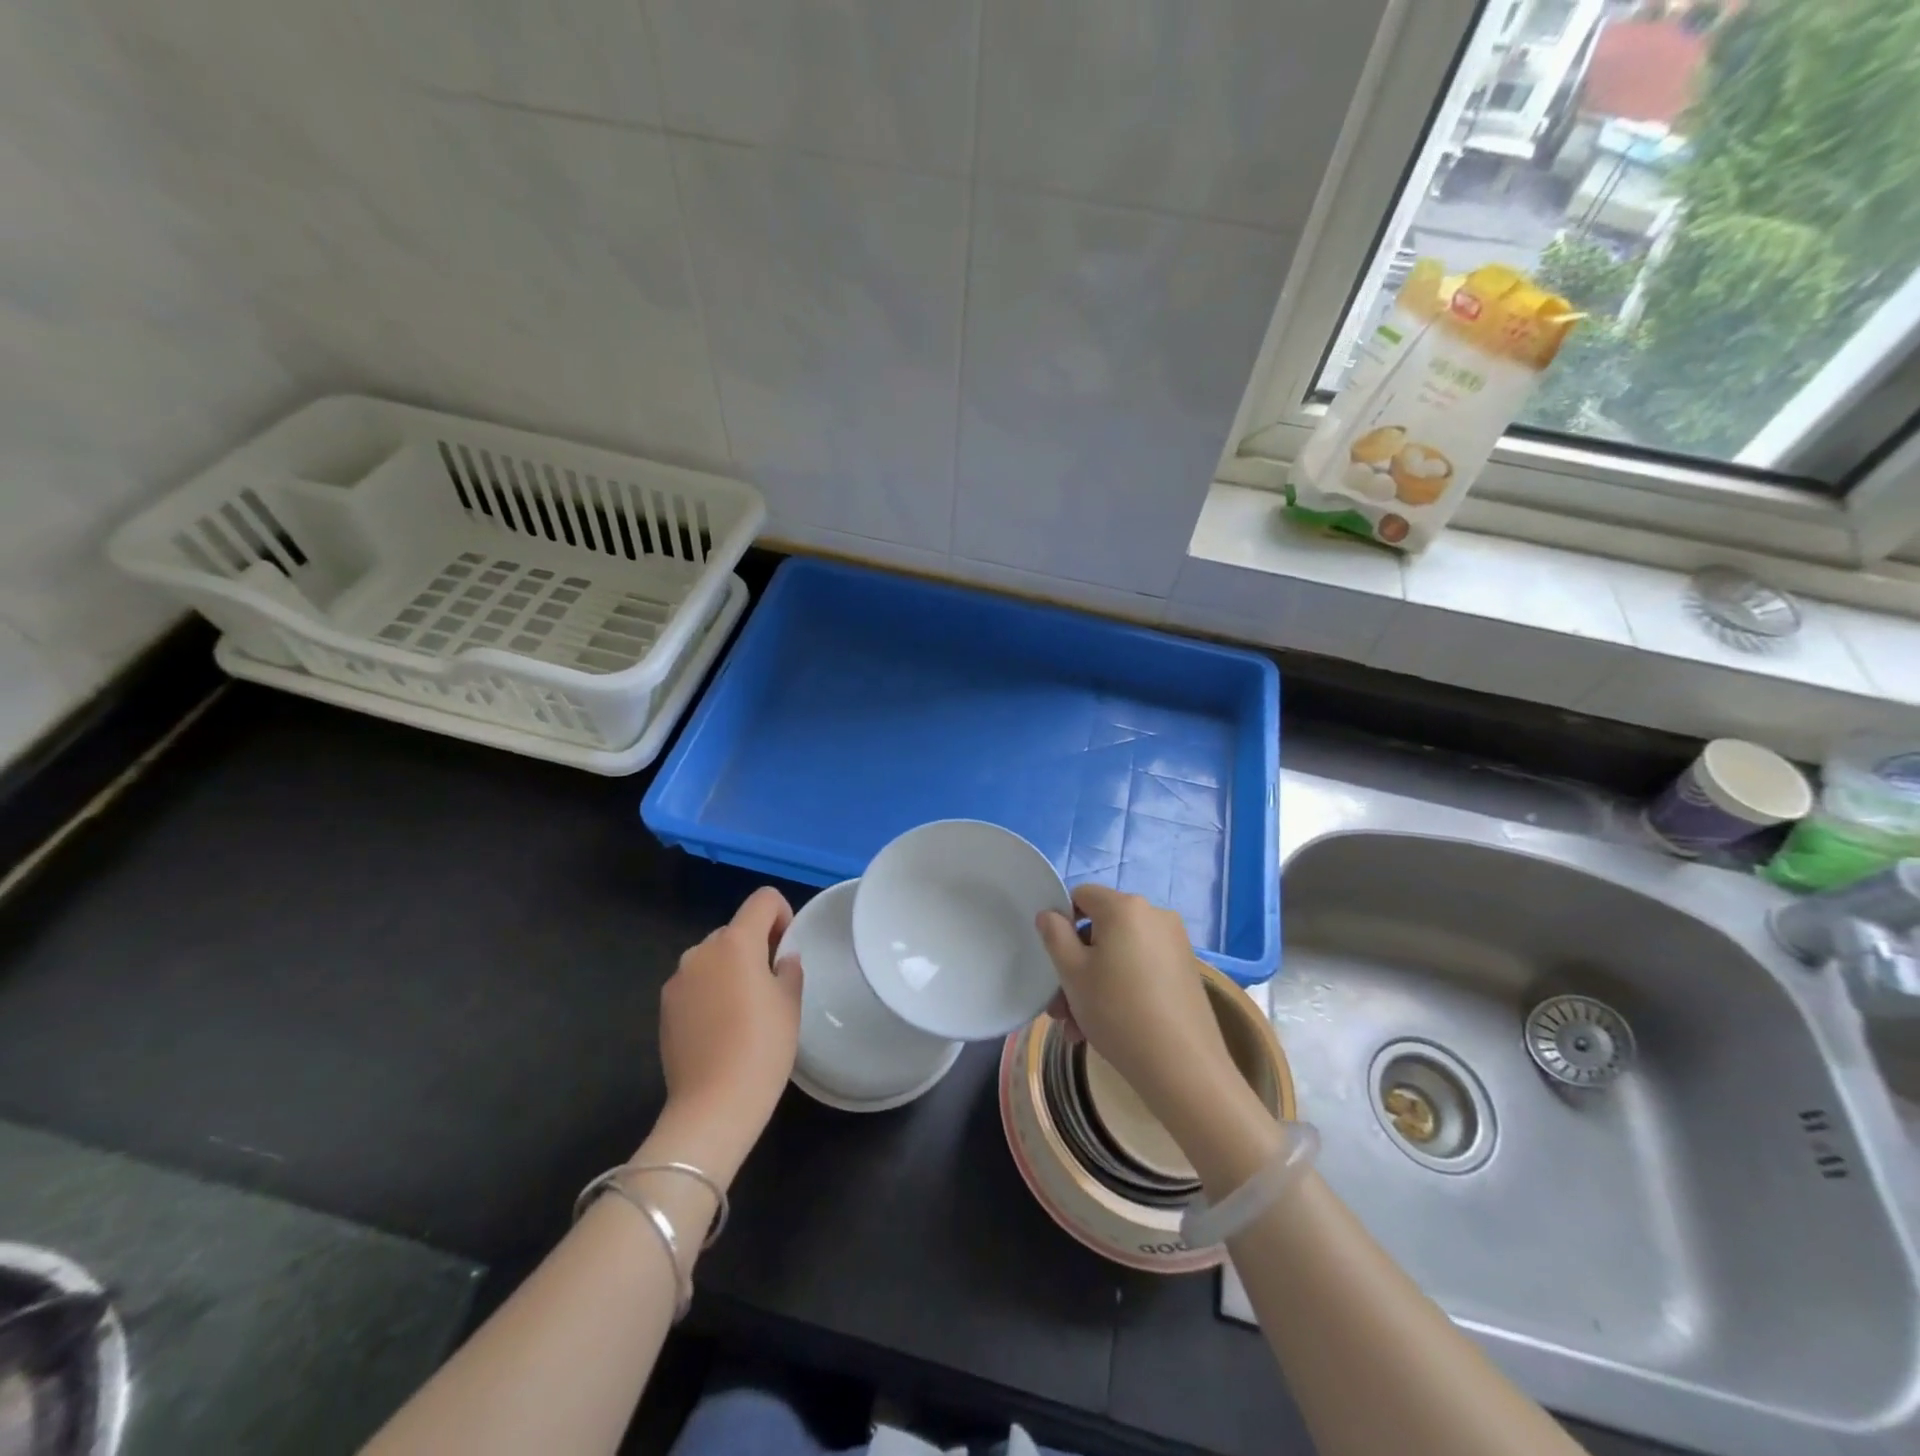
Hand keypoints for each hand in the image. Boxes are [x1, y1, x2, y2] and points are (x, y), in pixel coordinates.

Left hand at [654, 887, 802, 1180]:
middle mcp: (701, 950)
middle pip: (736, 930)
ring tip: (743, 1012)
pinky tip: (719, 1030)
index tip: (786, 950)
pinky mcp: (664, 1007)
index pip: (763, 900)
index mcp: (736, 942)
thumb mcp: (790, 1003)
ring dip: (730, 970)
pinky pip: (695, 984)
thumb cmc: (762, 1047)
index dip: (782, 915)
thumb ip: (788, 969)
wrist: (712, 1106)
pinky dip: (709, 992)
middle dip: (755, 947)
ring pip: (713, 958)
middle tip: (770, 987)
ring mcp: (678, 979)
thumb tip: (781, 960)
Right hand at [1036, 884, 1244, 1142]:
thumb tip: (1050, 914)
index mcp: (1125, 907)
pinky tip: (1110, 1027)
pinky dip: (1122, 987)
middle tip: (1061, 1008)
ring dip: (1095, 984)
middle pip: (1101, 929)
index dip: (1061, 923)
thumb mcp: (1072, 973)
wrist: (1183, 1067)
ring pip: (1120, 954)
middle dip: (1076, 965)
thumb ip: (1054, 935)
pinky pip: (1141, 968)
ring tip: (1080, 1029)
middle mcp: (1154, 915)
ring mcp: (1174, 943)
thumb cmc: (1117, 1012)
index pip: (1082, 895)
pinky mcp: (1186, 970)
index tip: (1055, 961)